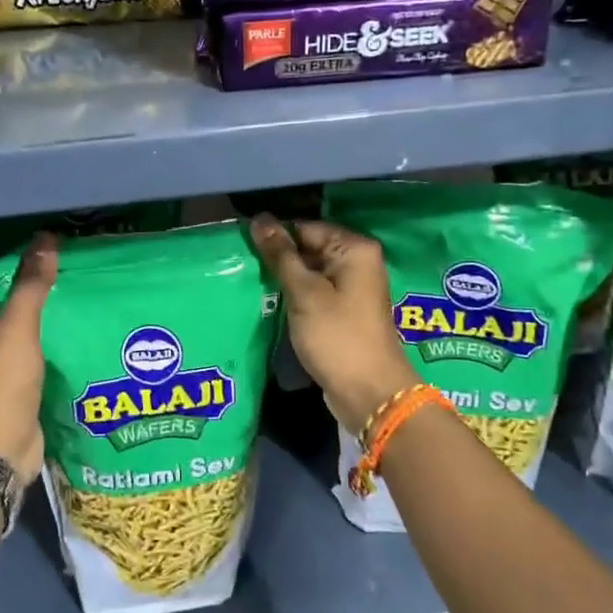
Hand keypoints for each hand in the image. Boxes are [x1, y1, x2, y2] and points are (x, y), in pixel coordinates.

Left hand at [0, 235, 56, 482]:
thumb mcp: (17, 330)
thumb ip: (31, 285)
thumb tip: (46, 240)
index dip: (19, 262)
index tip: (55, 251)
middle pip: (4, 297)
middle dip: (36, 286)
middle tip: (73, 268)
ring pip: (20, 322)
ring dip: (46, 311)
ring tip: (80, 290)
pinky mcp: (8, 376)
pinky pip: (30, 345)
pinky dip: (49, 335)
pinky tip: (77, 323)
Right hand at [248, 214, 419, 435]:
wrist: (369, 393)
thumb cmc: (337, 336)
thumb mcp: (303, 293)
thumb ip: (281, 255)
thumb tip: (260, 219)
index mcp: (354, 249)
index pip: (305, 228)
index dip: (275, 237)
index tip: (243, 247)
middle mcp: (358, 262)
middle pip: (309, 248)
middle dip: (279, 259)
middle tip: (243, 268)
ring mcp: (353, 288)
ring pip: (310, 273)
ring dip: (285, 280)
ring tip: (251, 284)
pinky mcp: (345, 311)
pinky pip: (315, 293)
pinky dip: (296, 297)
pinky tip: (271, 303)